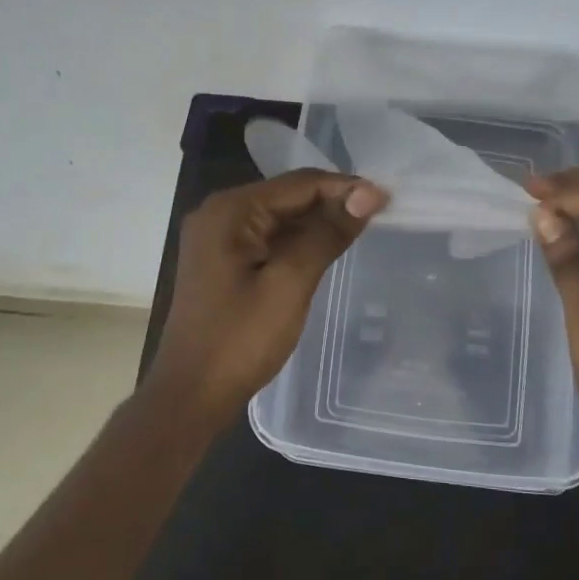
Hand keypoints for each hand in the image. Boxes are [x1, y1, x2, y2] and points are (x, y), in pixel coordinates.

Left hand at [147, 169, 387, 415]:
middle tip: (380, 215)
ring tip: (362, 229)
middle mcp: (220, 214)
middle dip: (332, 203)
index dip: (345, 187)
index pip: (298, 184)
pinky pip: (268, 238)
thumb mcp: (290, 283)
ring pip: (280, 218)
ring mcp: (218, 238)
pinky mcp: (222, 261)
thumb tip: (368, 193)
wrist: (190, 395)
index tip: (387, 199)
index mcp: (230, 211)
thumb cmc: (240, 340)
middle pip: (287, 197)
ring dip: (318, 223)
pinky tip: (326, 249)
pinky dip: (298, 242)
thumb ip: (327, 233)